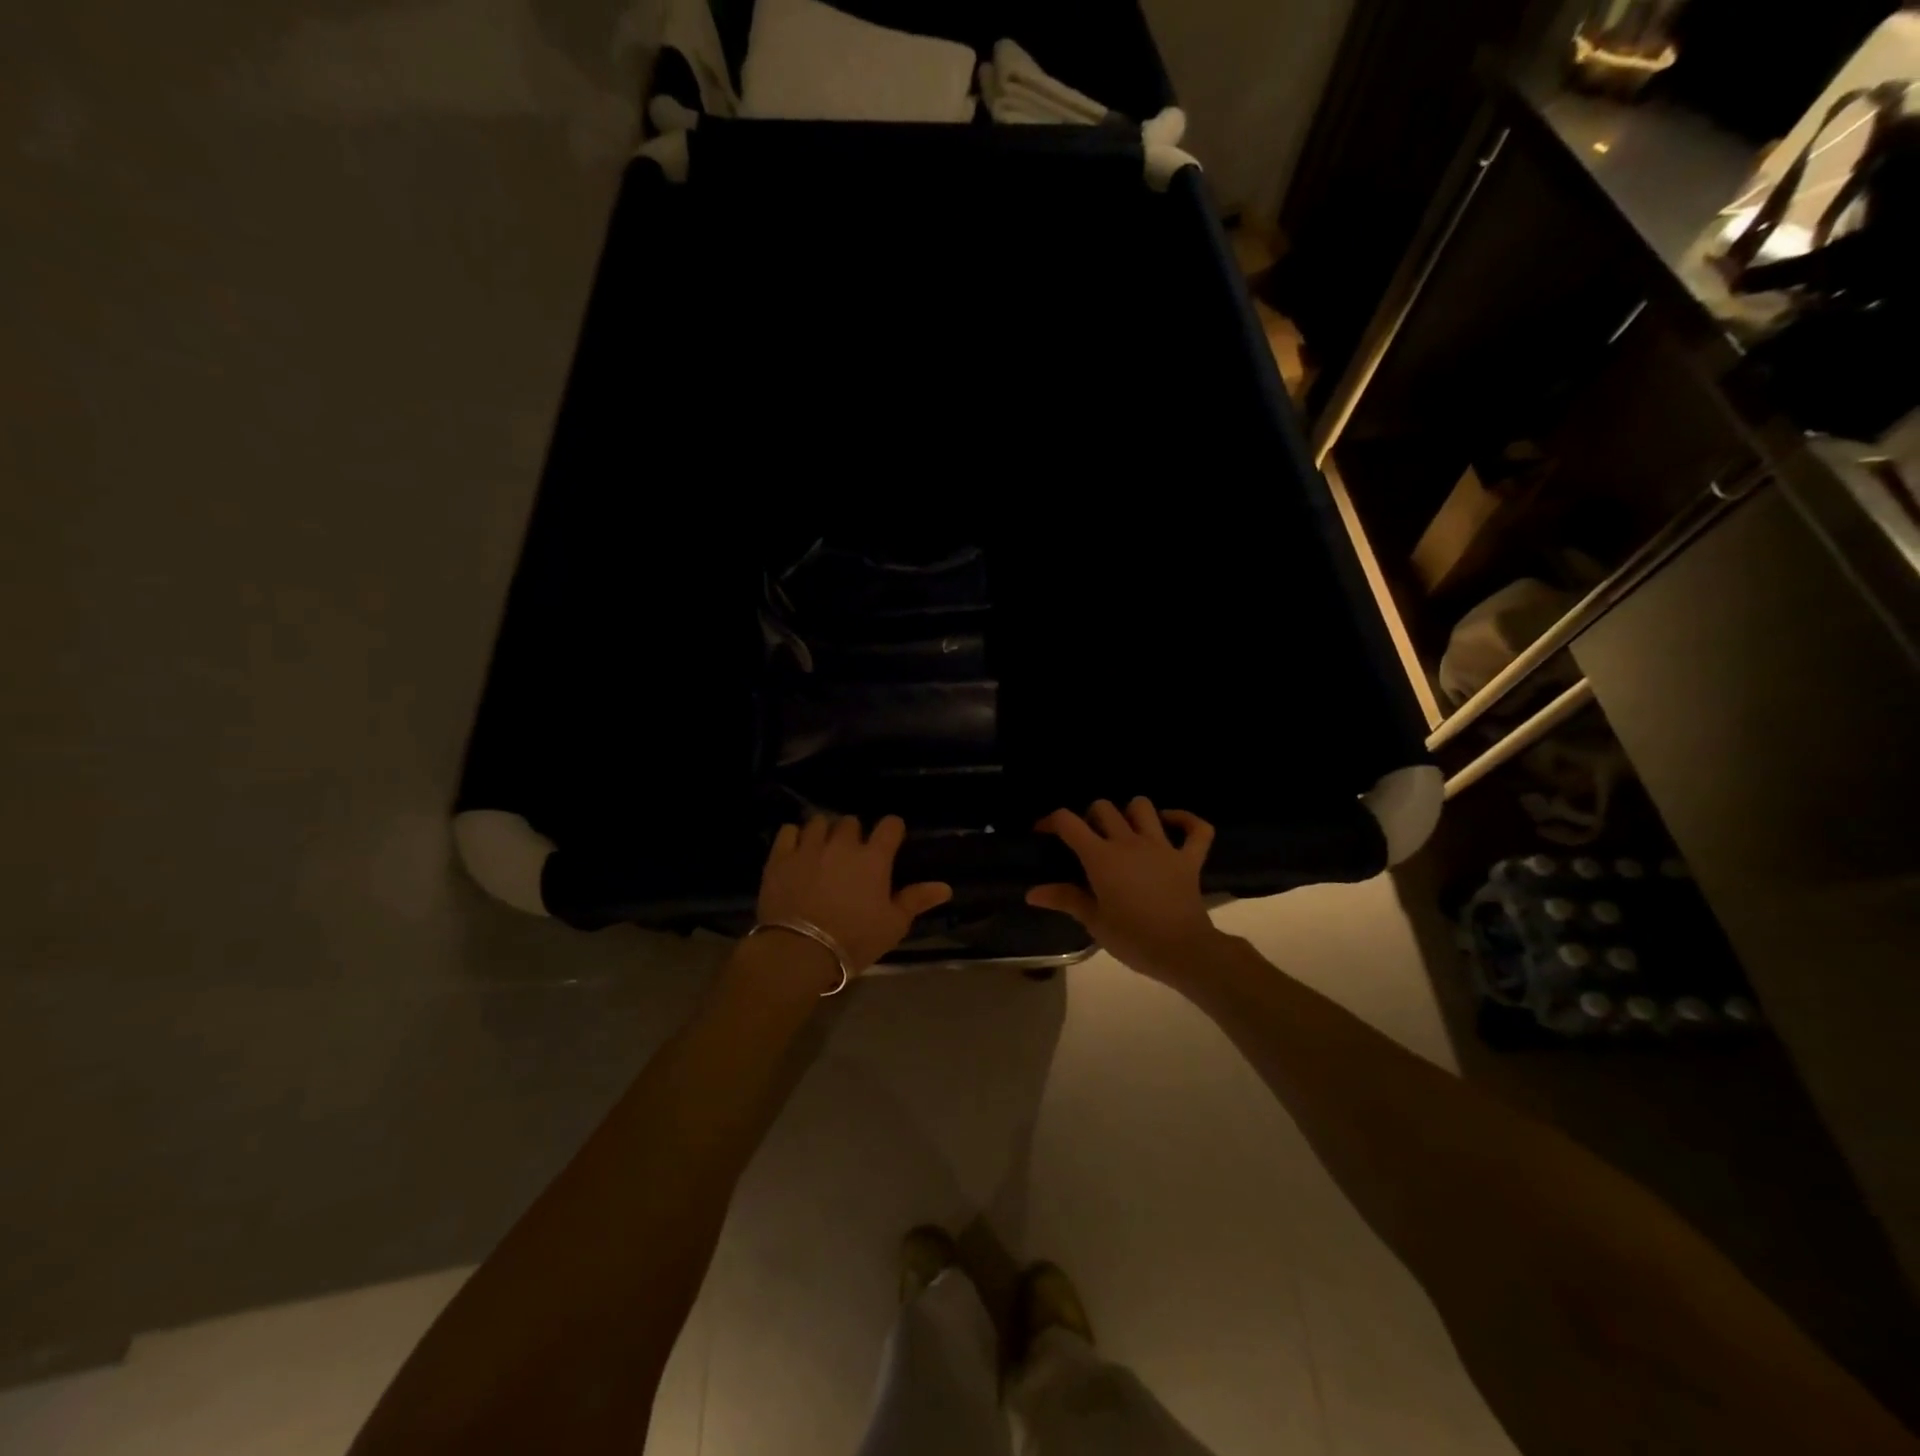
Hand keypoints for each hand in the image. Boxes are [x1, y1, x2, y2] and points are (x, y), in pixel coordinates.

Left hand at [757, 815, 952, 976]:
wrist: (799, 951)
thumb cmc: (853, 939)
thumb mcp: (893, 925)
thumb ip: (916, 900)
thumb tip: (945, 887)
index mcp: (874, 858)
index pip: (890, 825)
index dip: (892, 830)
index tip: (890, 841)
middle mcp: (843, 844)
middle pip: (851, 822)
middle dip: (854, 834)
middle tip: (852, 854)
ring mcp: (809, 847)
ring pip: (819, 822)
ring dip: (824, 832)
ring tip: (822, 849)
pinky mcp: (780, 856)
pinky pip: (789, 831)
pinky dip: (794, 837)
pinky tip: (796, 851)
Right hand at [1027, 798, 1218, 979]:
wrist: (1183, 951)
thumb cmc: (1133, 938)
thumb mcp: (1094, 922)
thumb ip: (1065, 899)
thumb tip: (1032, 893)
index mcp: (1102, 857)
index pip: (1069, 822)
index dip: (1052, 821)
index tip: (1044, 832)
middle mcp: (1130, 842)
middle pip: (1104, 808)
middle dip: (1090, 817)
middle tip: (1088, 839)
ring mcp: (1162, 847)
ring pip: (1143, 807)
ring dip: (1130, 813)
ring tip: (1125, 831)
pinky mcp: (1189, 859)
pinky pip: (1197, 829)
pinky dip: (1185, 820)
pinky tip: (1171, 824)